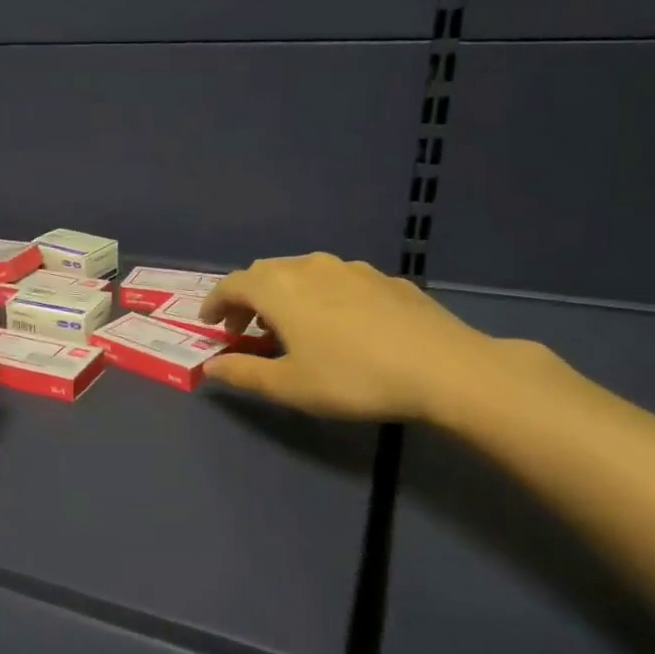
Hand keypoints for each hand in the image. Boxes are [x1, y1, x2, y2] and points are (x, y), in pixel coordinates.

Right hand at [198, 254, 502, 421]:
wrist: (444, 368)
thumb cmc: (353, 378)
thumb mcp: (289, 386)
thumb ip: (243, 374)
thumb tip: (210, 368)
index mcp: (279, 288)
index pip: (232, 284)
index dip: (214, 303)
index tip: (209, 325)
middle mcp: (310, 267)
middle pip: (265, 272)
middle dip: (247, 297)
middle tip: (244, 327)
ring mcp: (351, 268)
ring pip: (302, 272)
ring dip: (283, 294)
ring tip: (289, 325)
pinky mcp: (384, 279)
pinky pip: (336, 280)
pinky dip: (319, 295)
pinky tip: (337, 324)